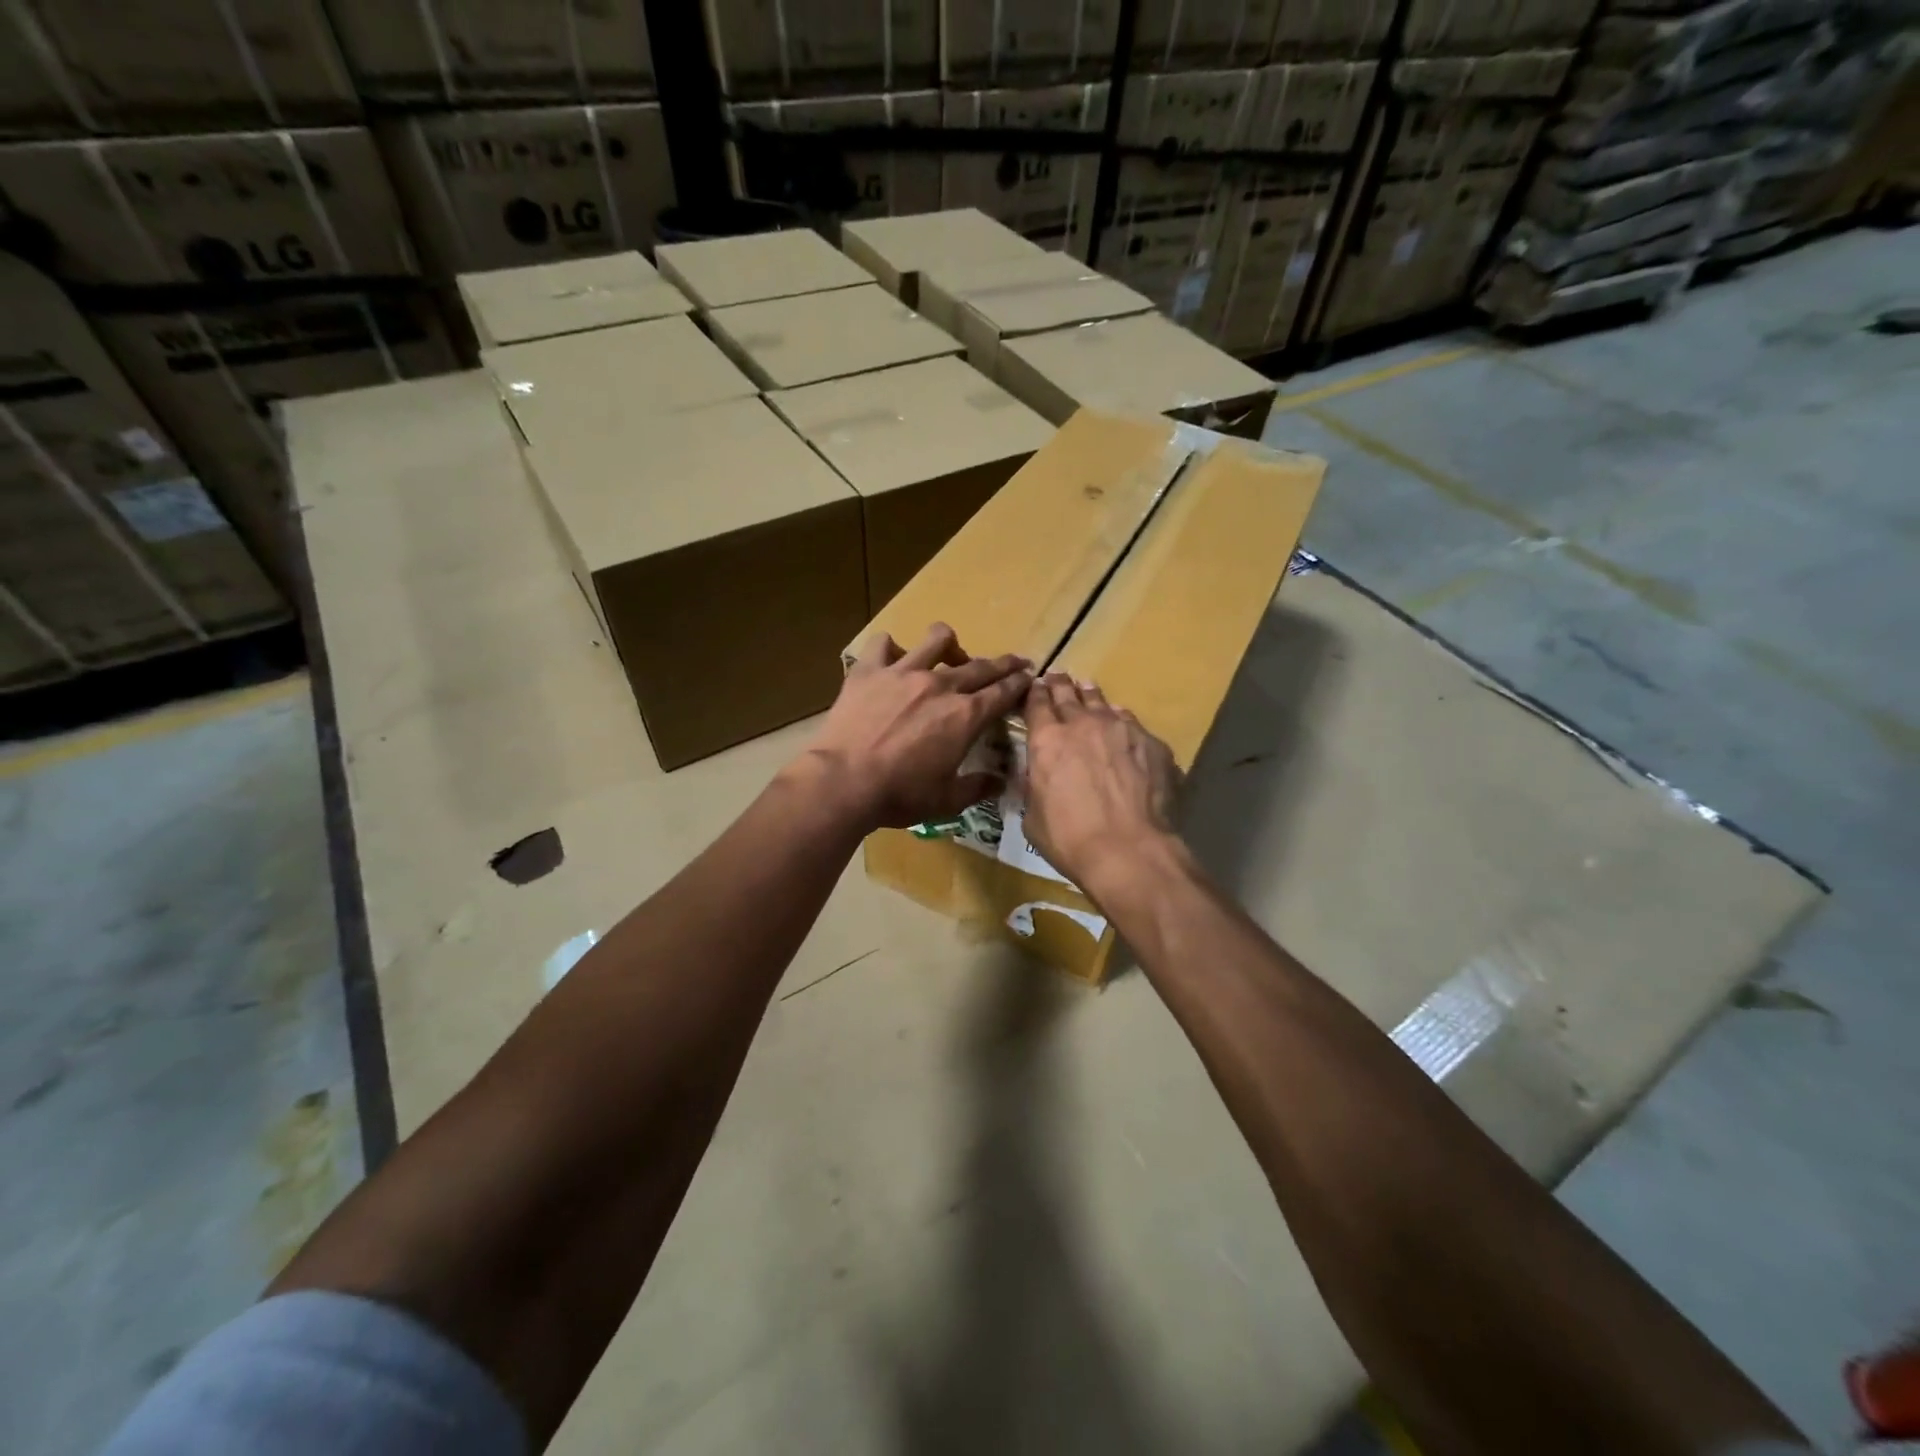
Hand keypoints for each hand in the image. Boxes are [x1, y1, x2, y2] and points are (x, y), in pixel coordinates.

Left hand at [800, 624, 1031, 830]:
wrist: (843, 782)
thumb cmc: (899, 795)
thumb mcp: (947, 801)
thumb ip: (977, 787)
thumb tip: (1000, 782)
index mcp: (965, 716)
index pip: (1003, 692)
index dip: (1020, 683)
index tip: (1030, 677)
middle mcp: (940, 686)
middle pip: (981, 665)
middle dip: (1003, 663)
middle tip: (1014, 662)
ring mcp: (903, 672)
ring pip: (937, 639)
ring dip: (950, 643)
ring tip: (950, 653)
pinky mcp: (869, 670)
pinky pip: (883, 644)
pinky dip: (891, 648)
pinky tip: (892, 659)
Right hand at [1022, 674, 1181, 898]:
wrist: (1128, 850)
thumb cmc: (1070, 839)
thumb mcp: (1032, 816)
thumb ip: (1034, 787)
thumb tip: (1037, 778)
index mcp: (1046, 740)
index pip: (1037, 704)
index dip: (1035, 693)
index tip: (1035, 687)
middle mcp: (1082, 724)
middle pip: (1068, 694)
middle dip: (1060, 685)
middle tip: (1058, 678)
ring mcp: (1121, 730)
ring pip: (1102, 702)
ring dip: (1091, 696)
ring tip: (1088, 690)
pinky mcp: (1152, 743)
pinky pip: (1132, 724)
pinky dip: (1121, 722)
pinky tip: (1122, 728)